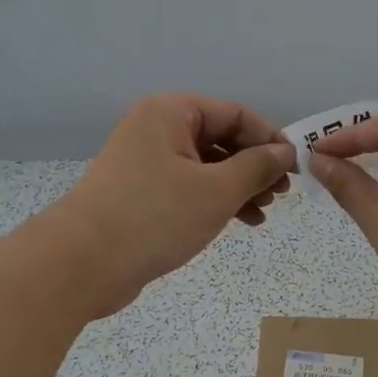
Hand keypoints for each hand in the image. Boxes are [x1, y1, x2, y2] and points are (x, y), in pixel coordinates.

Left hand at [47, 94, 295, 317]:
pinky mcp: (142, 193)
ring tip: (264, 213)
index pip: (235, 114)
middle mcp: (157, 129)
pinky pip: (190, 187)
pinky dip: (216, 201)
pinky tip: (240, 221)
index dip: (270, 138)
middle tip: (282, 194)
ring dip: (239, 186)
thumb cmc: (154, 216)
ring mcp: (147, 162)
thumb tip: (285, 152)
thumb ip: (256, 167)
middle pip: (221, 138)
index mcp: (171, 113)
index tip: (296, 167)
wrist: (82, 264)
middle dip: (255, 166)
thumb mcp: (216, 190)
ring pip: (207, 166)